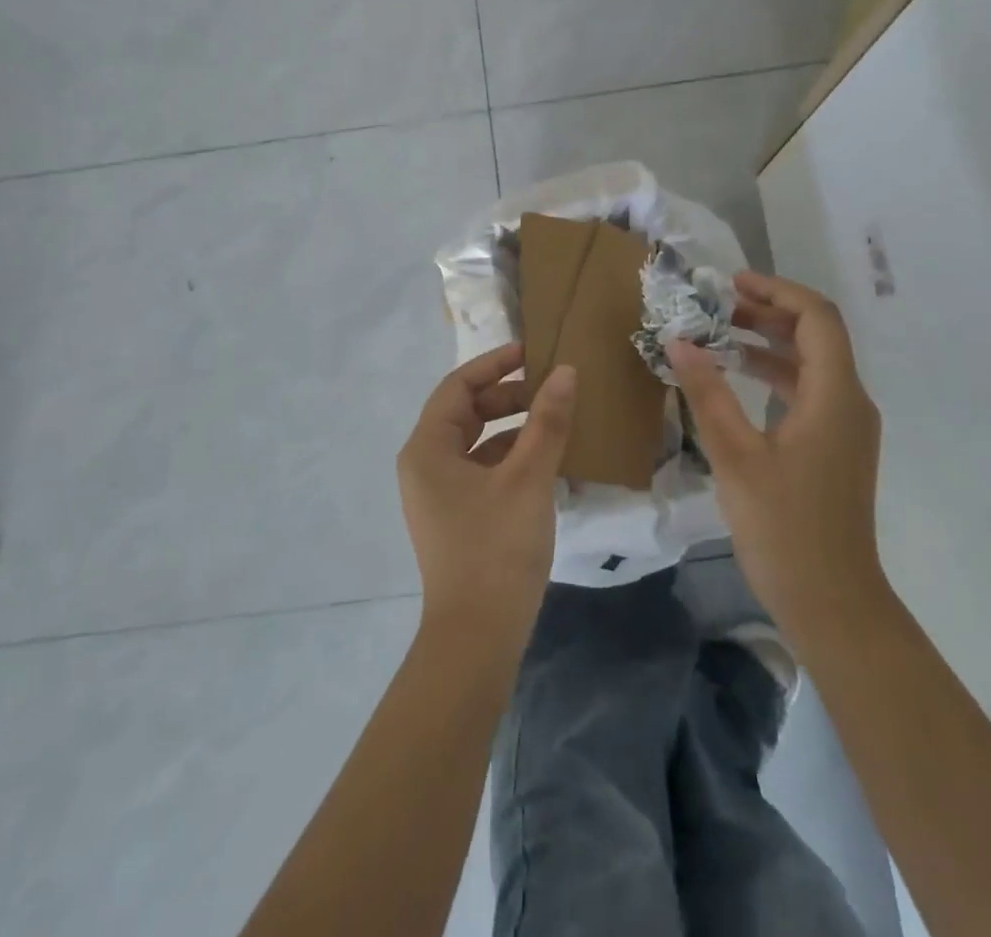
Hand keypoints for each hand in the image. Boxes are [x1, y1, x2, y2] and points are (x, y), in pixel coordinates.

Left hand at [398, 344, 577, 645]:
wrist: (478, 638)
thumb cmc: (497, 548)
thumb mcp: (528, 477)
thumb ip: (547, 420)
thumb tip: (566, 371)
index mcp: (428, 448)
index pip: (457, 386)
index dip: (495, 364)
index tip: (533, 352)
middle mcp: (425, 465)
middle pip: (466, 411)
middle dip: (508, 395)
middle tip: (551, 386)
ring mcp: (439, 494)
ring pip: (476, 441)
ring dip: (513, 425)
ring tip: (556, 417)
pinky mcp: (456, 516)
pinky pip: (482, 469)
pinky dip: (511, 456)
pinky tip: (546, 458)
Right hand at [667, 271, 885, 652]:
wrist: (832, 602)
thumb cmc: (784, 528)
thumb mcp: (735, 456)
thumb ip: (707, 393)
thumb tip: (679, 341)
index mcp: (834, 395)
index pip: (817, 318)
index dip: (777, 291)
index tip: (731, 284)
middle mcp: (850, 401)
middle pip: (817, 334)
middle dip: (770, 311)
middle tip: (719, 304)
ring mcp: (846, 425)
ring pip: (813, 362)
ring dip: (770, 341)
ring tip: (722, 332)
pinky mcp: (836, 446)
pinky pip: (809, 390)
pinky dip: (775, 372)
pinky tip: (738, 376)